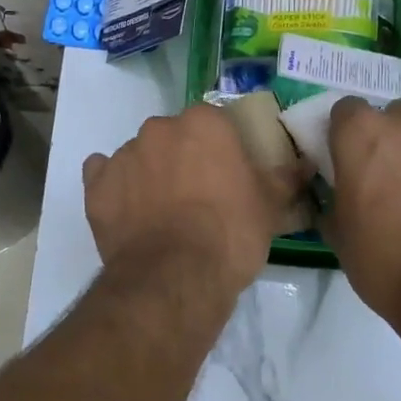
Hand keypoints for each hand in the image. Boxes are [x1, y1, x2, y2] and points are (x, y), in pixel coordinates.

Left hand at [83, 105, 297, 296]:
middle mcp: (158, 129)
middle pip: (172, 136)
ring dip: (149, 174)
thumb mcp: (269, 207)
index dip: (220, 148)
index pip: (213, 122)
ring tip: (162, 213)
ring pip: (139, 156)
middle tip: (196, 195)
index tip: (226, 174)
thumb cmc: (230, 234)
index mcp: (202, 123)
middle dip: (182, 158)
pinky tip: (128, 212)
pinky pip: (103, 176)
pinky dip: (114, 188)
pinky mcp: (95, 186)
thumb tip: (305, 164)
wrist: (175, 277)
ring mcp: (123, 156)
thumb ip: (285, 178)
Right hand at [323, 97, 400, 318]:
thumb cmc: (388, 262)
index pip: (347, 111)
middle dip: (394, 142)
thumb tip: (341, 195)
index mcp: (363, 134)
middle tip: (396, 182)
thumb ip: (336, 199)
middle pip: (396, 117)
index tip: (352, 161)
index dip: (348, 135)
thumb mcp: (340, 234)